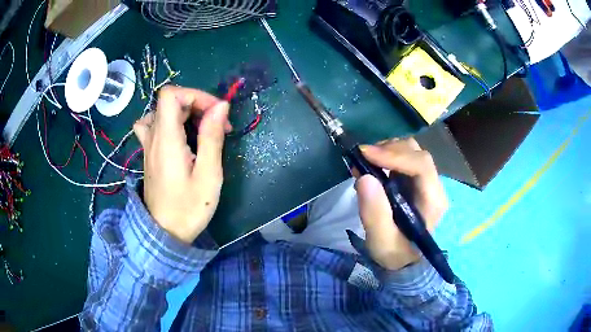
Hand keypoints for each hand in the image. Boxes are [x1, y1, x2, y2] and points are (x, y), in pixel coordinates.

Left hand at [133, 86, 231, 242]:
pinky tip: (178, 135)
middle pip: (168, 101)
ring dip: (183, 112)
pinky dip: (168, 121)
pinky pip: (153, 125)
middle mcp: (153, 137)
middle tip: (217, 126)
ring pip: (160, 111)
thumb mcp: (208, 175)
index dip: (195, 94)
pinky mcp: (149, 154)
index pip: (170, 95)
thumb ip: (211, 137)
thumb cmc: (188, 208)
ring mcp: (148, 146)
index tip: (216, 112)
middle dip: (197, 105)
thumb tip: (221, 106)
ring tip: (199, 129)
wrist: (165, 233)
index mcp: (166, 139)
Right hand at [355, 138, 447, 269]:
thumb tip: (364, 178)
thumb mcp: (382, 242)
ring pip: (409, 151)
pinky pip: (402, 157)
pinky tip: (370, 165)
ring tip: (363, 162)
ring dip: (385, 151)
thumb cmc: (396, 253)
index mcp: (432, 201)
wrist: (403, 259)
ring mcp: (424, 181)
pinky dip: (384, 156)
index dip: (395, 156)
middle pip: (416, 153)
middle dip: (388, 150)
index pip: (421, 166)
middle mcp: (432, 186)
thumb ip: (375, 214)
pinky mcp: (413, 180)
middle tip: (361, 159)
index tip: (366, 155)